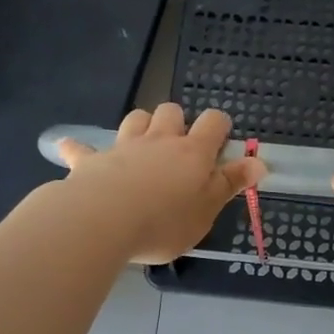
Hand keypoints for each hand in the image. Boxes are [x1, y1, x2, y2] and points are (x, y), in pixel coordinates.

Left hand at [55, 104, 263, 263]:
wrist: (102, 222)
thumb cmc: (164, 221)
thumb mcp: (207, 210)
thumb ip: (230, 184)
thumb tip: (260, 161)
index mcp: (192, 152)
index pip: (214, 122)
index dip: (219, 127)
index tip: (220, 142)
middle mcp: (159, 141)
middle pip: (171, 111)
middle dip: (177, 122)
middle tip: (178, 149)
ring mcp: (123, 147)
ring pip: (135, 119)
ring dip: (140, 127)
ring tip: (142, 148)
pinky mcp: (91, 161)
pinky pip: (82, 149)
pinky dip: (80, 149)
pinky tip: (73, 151)